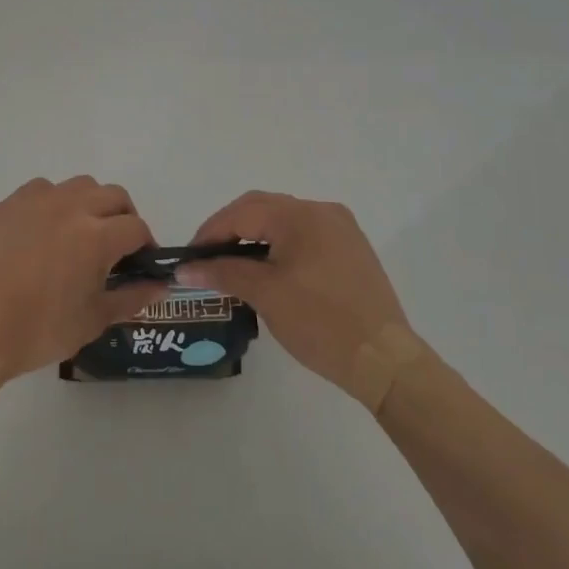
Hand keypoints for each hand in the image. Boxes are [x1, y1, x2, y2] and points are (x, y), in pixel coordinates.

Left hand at [0, 176, 163, 385]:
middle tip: (116, 246)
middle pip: (113, 195)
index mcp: (96, 236)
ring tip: (81, 233)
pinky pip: (41, 190)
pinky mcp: (8, 204)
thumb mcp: (94, 320)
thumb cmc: (41, 330)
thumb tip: (160, 286)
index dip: (145, 245)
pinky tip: (44, 232)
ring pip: (79, 186)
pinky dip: (53, 204)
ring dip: (90, 204)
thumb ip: (132, 298)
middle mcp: (70, 207)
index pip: (136, 228)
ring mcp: (36, 201)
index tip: (139, 263)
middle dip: (123, 217)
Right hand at [180, 191, 423, 402]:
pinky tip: (268, 270)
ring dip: (255, 237)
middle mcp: (322, 211)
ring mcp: (341, 229)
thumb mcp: (265, 294)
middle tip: (206, 259)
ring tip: (232, 265)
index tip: (189, 258)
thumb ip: (223, 273)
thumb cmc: (320, 322)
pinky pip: (305, 236)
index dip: (210, 232)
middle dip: (230, 230)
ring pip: (284, 222)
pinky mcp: (351, 249)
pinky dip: (280, 246)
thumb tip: (185, 268)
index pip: (242, 212)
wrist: (384, 360)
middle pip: (263, 209)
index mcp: (300, 215)